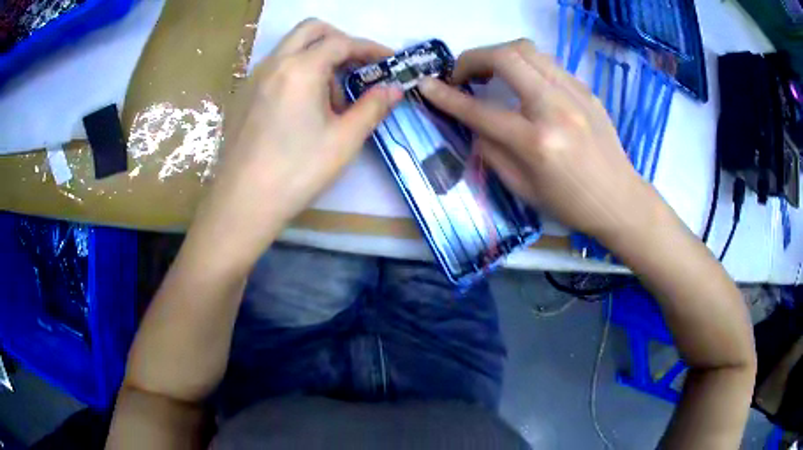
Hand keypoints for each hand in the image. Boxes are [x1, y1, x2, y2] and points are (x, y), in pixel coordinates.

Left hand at [193, 19, 401, 264]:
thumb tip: (394, 88)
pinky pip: (276, 67)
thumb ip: (373, 107)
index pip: (342, 42)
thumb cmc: (297, 172)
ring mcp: (254, 78)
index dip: (371, 48)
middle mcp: (274, 63)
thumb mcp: (344, 140)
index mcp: (300, 69)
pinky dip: (297, 71)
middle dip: (340, 41)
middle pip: (312, 30)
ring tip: (330, 99)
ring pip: (292, 48)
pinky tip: (303, 108)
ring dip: (317, 58)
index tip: (390, 62)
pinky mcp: (244, 95)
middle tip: (356, 68)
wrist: (243, 202)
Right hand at [419, 40, 662, 244]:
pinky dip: (525, 67)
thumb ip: (492, 150)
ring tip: (489, 73)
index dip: (447, 97)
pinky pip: (547, 64)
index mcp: (538, 142)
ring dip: (499, 55)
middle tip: (462, 75)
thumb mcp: (523, 188)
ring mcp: (575, 93)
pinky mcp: (586, 90)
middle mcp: (556, 108)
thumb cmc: (571, 204)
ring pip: (527, 50)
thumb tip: (474, 123)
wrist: (620, 199)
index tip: (426, 86)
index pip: (481, 111)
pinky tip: (524, 85)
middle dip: (472, 58)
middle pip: (506, 57)